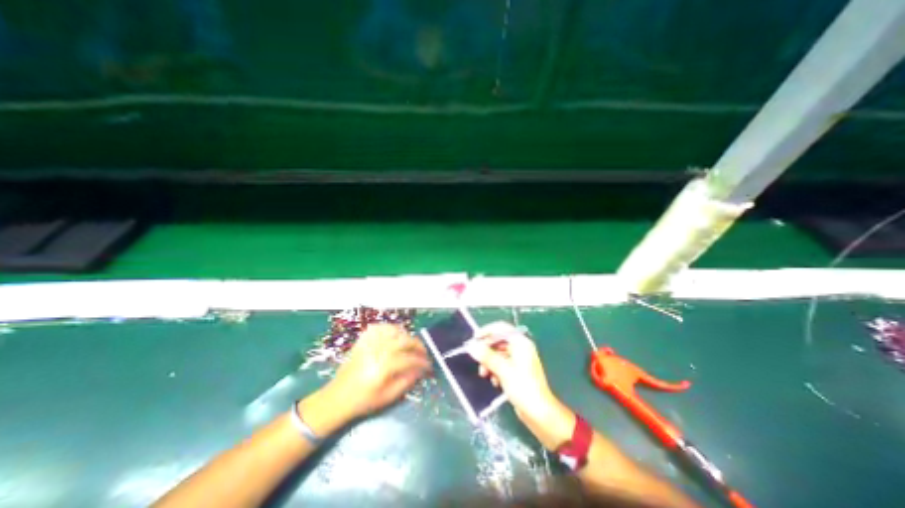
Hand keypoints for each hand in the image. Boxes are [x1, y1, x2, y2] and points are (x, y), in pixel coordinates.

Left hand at [324, 326, 429, 420]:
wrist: (337, 398)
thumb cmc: (363, 400)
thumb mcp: (388, 397)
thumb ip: (406, 381)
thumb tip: (420, 370)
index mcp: (384, 366)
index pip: (410, 359)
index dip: (422, 362)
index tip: (429, 366)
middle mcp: (378, 350)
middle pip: (405, 340)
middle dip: (418, 345)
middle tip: (424, 353)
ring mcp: (369, 343)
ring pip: (394, 330)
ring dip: (406, 335)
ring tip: (410, 344)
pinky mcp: (363, 340)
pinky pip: (380, 327)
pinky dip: (390, 329)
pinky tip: (394, 336)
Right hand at [467, 322, 570, 447]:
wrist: (539, 413)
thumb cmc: (523, 387)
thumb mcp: (502, 370)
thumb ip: (486, 356)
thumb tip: (471, 346)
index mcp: (521, 343)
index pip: (501, 328)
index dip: (487, 331)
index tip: (474, 339)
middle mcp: (521, 348)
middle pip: (498, 341)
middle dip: (486, 350)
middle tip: (476, 358)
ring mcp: (519, 360)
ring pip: (499, 354)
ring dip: (489, 362)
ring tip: (484, 374)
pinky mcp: (517, 371)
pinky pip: (502, 364)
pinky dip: (496, 370)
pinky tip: (494, 381)